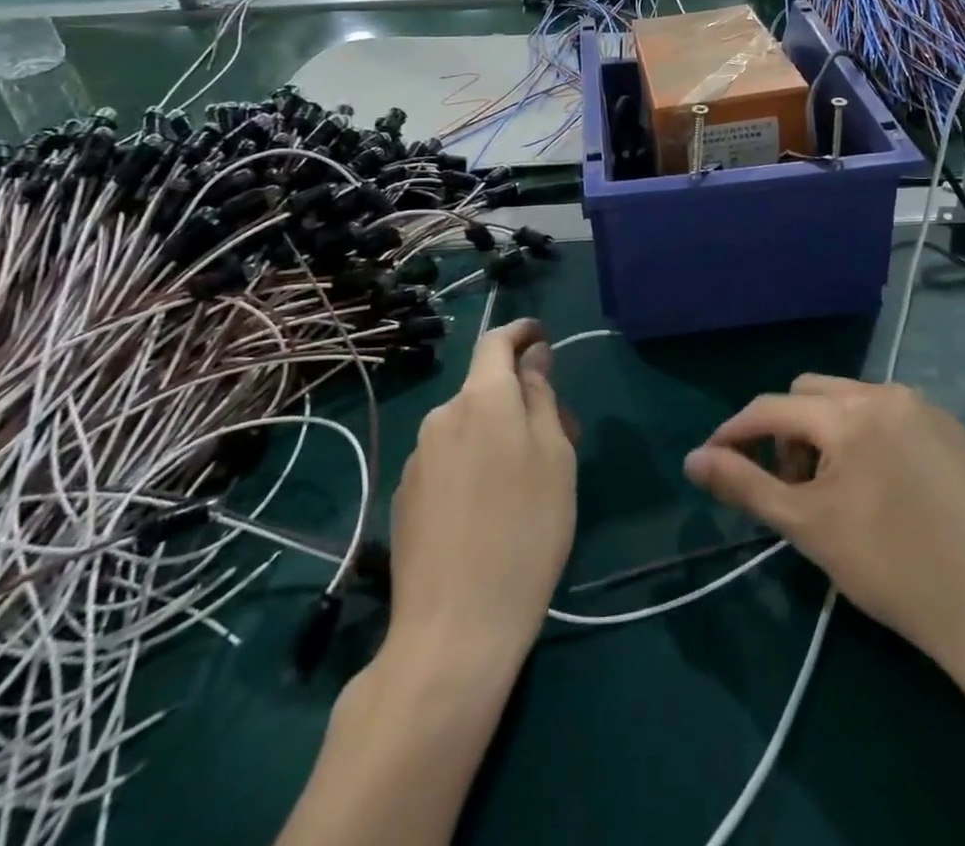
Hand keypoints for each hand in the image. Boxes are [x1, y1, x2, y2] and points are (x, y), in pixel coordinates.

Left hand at [388, 320, 575, 665]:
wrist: (453, 630)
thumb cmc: (525, 533)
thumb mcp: (554, 458)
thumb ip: (541, 398)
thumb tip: (533, 358)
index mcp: (482, 400)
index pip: (496, 342)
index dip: (521, 333)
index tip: (542, 338)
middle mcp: (442, 418)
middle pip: (485, 388)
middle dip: (519, 398)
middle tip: (559, 437)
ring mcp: (417, 459)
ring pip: (467, 426)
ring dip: (497, 434)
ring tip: (527, 481)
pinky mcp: (405, 497)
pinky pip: (448, 459)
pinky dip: (473, 463)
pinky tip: (489, 510)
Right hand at [684, 376, 964, 694]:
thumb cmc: (892, 569)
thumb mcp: (807, 527)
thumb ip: (744, 485)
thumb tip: (692, 460)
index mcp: (848, 413)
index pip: (771, 407)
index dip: (735, 432)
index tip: (713, 460)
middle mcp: (885, 393)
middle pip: (810, 393)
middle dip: (787, 432)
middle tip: (793, 488)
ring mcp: (925, 407)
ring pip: (851, 401)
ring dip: (826, 432)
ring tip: (836, 491)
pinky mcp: (953, 428)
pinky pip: (890, 414)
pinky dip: (867, 436)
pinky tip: (883, 488)